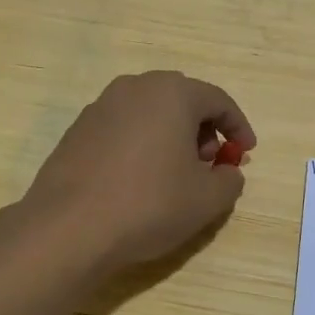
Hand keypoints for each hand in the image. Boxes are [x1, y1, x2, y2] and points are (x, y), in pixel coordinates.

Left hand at [19, 72, 256, 275]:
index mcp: (171, 93)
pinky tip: (138, 180)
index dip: (238, 127)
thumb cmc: (148, 204)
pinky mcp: (77, 130)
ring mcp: (100, 106)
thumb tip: (228, 171)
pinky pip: (122, 128)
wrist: (68, 227)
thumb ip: (229, 180)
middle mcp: (134, 88)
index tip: (246, 153)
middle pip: (182, 100)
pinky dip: (140, 144)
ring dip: (170, 135)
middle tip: (210, 163)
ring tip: (175, 174)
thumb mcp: (207, 199)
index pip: (218, 100)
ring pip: (149, 112)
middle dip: (203, 129)